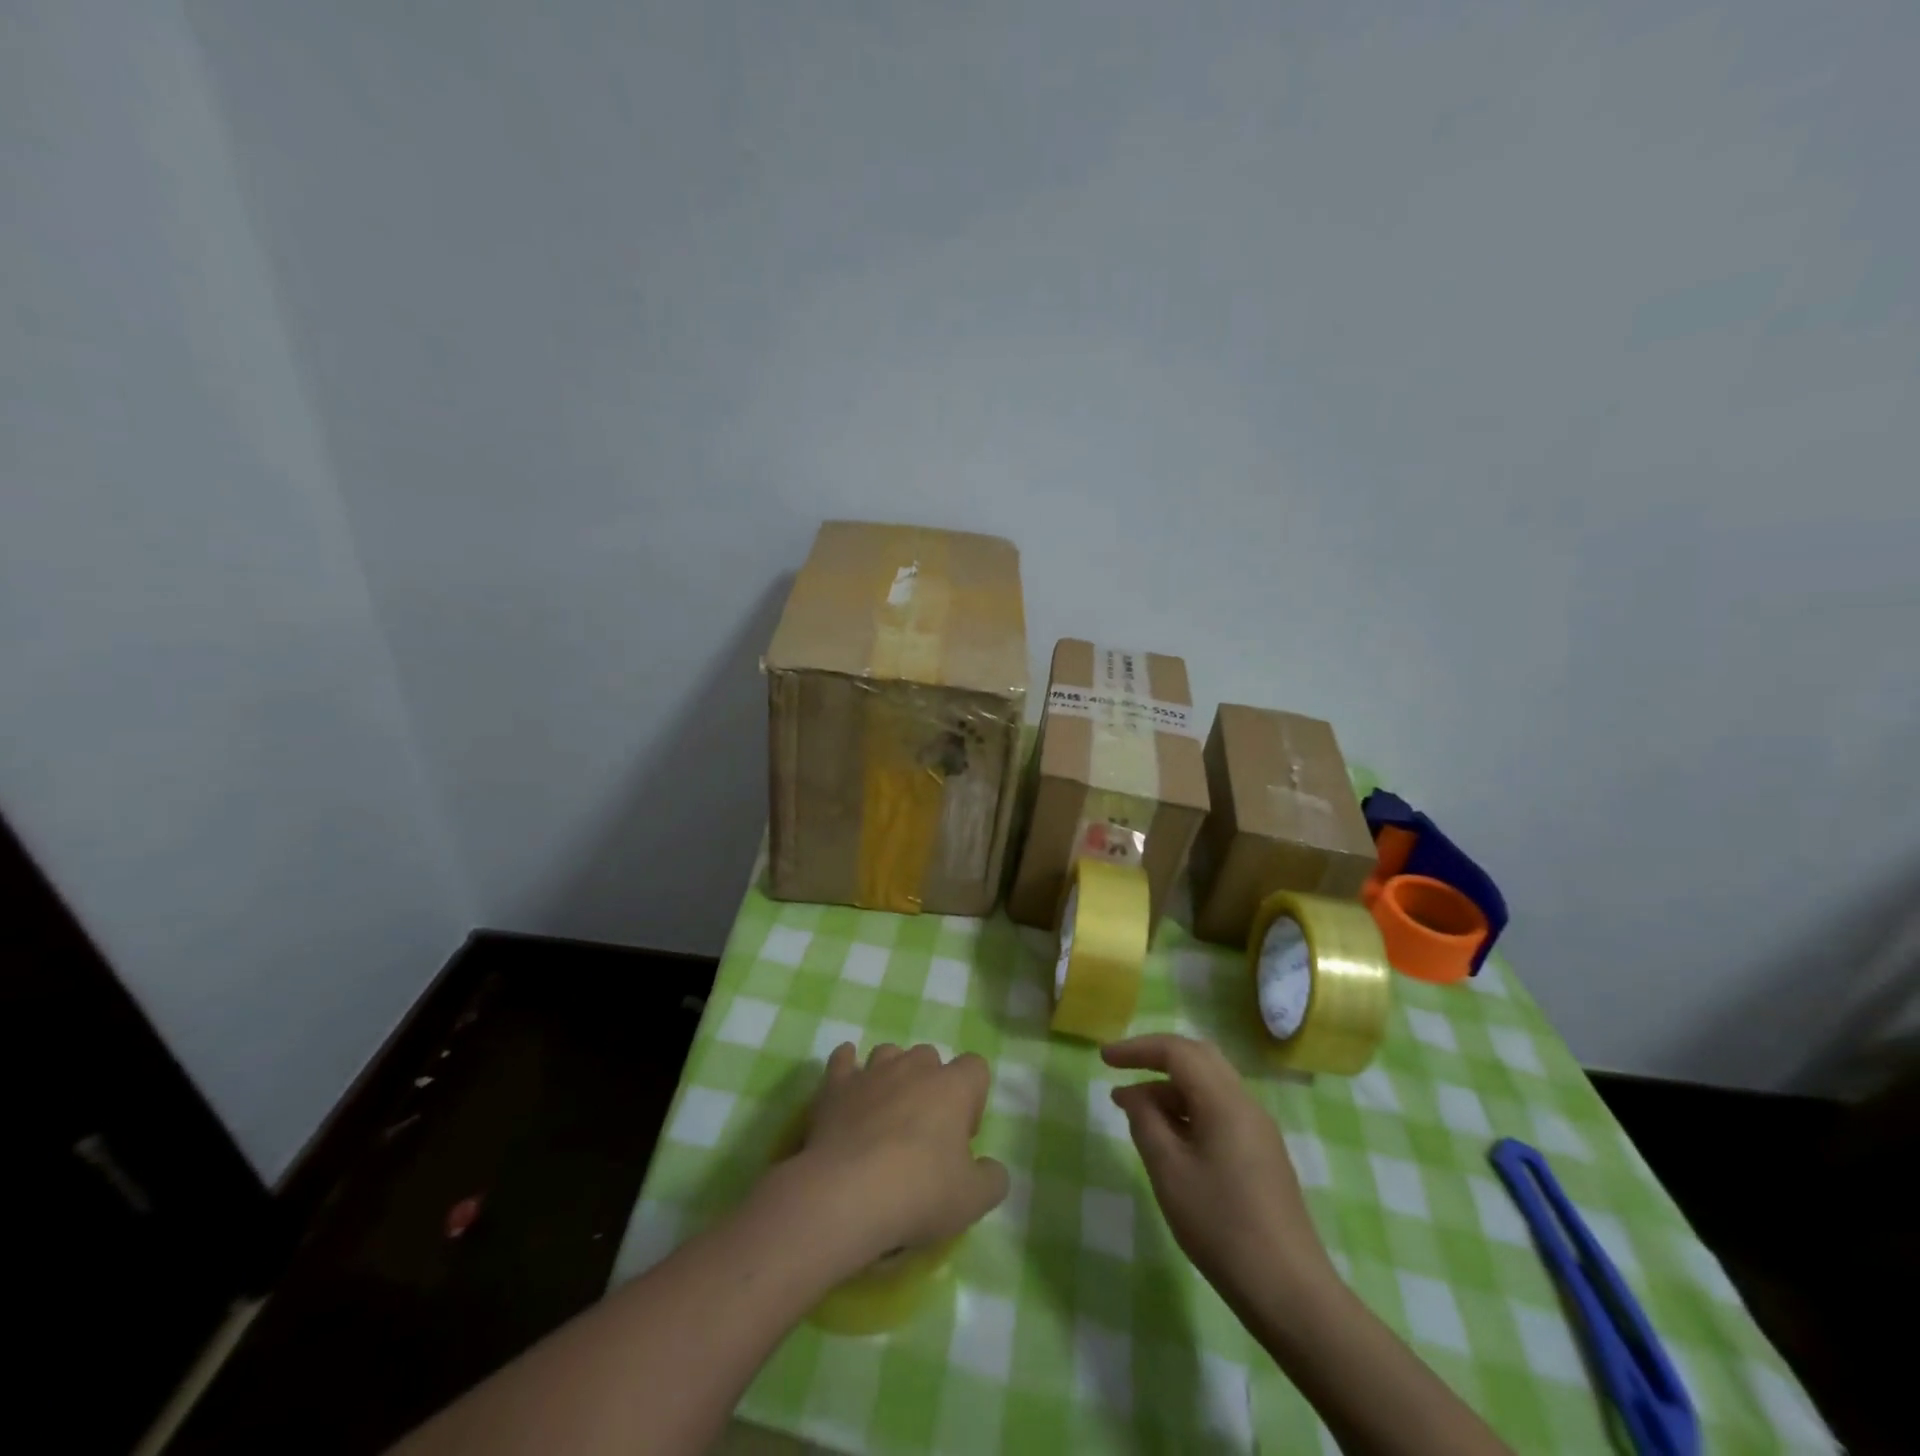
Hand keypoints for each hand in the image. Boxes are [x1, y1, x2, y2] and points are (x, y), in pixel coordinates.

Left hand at [778, 1043, 1007, 1272]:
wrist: (847, 1193)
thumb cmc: (919, 1191)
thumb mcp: (973, 1200)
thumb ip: (992, 1179)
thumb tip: (991, 1168)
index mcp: (953, 1086)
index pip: (975, 1067)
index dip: (973, 1098)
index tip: (962, 1136)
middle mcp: (914, 1067)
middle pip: (930, 1057)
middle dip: (931, 1084)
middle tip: (924, 1129)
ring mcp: (872, 1071)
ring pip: (889, 1053)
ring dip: (892, 1073)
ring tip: (887, 1110)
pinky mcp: (836, 1085)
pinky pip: (843, 1059)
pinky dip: (847, 1065)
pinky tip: (848, 1081)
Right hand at [1104, 1034, 1336, 1313]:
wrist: (1289, 1291)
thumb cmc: (1221, 1225)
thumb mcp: (1169, 1171)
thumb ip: (1145, 1122)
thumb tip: (1133, 1095)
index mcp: (1224, 1100)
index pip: (1176, 1051)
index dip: (1137, 1048)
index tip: (1104, 1059)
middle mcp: (1245, 1103)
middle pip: (1198, 1058)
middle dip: (1156, 1058)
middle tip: (1121, 1071)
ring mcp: (1258, 1129)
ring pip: (1209, 1085)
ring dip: (1170, 1087)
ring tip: (1134, 1110)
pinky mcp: (1262, 1154)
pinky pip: (1219, 1110)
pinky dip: (1188, 1109)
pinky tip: (1168, 1137)